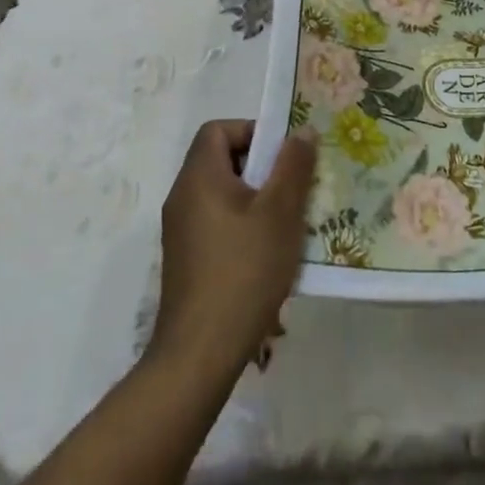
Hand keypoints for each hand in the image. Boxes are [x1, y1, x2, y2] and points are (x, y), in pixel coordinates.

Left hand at [147, 119, 315, 379]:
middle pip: (221, 160)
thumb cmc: (243, 270)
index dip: (252, 131)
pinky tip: (269, 254)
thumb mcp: (280, 212)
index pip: (218, 129)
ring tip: (288, 222)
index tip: (282, 155)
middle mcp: (183, 198)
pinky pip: (218, 223)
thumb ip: (293, 165)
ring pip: (223, 194)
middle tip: (294, 187)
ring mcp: (181, 232)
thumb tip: (302, 130)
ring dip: (257, 199)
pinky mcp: (187, 260)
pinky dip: (244, 225)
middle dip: (262, 167)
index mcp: (199, 178)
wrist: (200, 354)